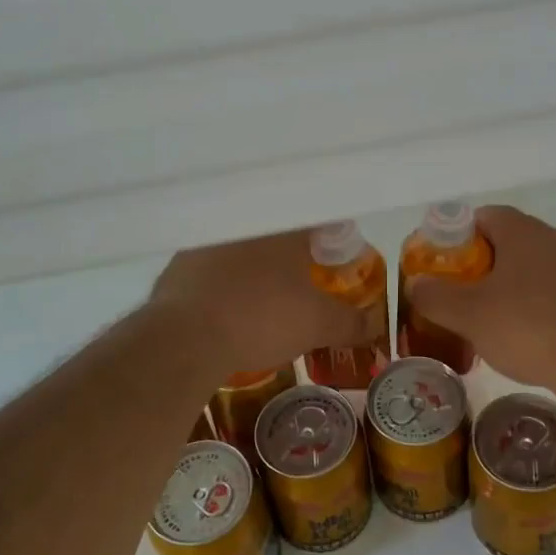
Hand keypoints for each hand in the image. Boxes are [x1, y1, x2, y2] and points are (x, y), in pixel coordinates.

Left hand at [149, 228, 360, 379]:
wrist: (185, 337)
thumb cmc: (261, 318)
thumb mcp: (316, 325)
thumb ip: (350, 322)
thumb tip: (375, 324)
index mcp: (283, 228)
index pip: (317, 216)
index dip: (332, 233)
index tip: (337, 252)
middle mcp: (246, 224)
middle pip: (279, 230)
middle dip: (294, 249)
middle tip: (305, 275)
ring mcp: (208, 241)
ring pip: (243, 245)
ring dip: (257, 262)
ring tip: (266, 291)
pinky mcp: (179, 264)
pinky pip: (213, 265)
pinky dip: (226, 279)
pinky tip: (229, 302)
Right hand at [407, 205, 555, 393]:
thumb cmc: (527, 327)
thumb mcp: (468, 314)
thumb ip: (434, 295)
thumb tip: (415, 284)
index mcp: (523, 231)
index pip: (484, 216)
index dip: (458, 236)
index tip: (443, 263)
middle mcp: (554, 238)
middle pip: (508, 240)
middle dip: (481, 263)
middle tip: (460, 292)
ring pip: (532, 266)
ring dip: (509, 284)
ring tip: (490, 318)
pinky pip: (554, 289)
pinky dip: (534, 303)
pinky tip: (525, 334)